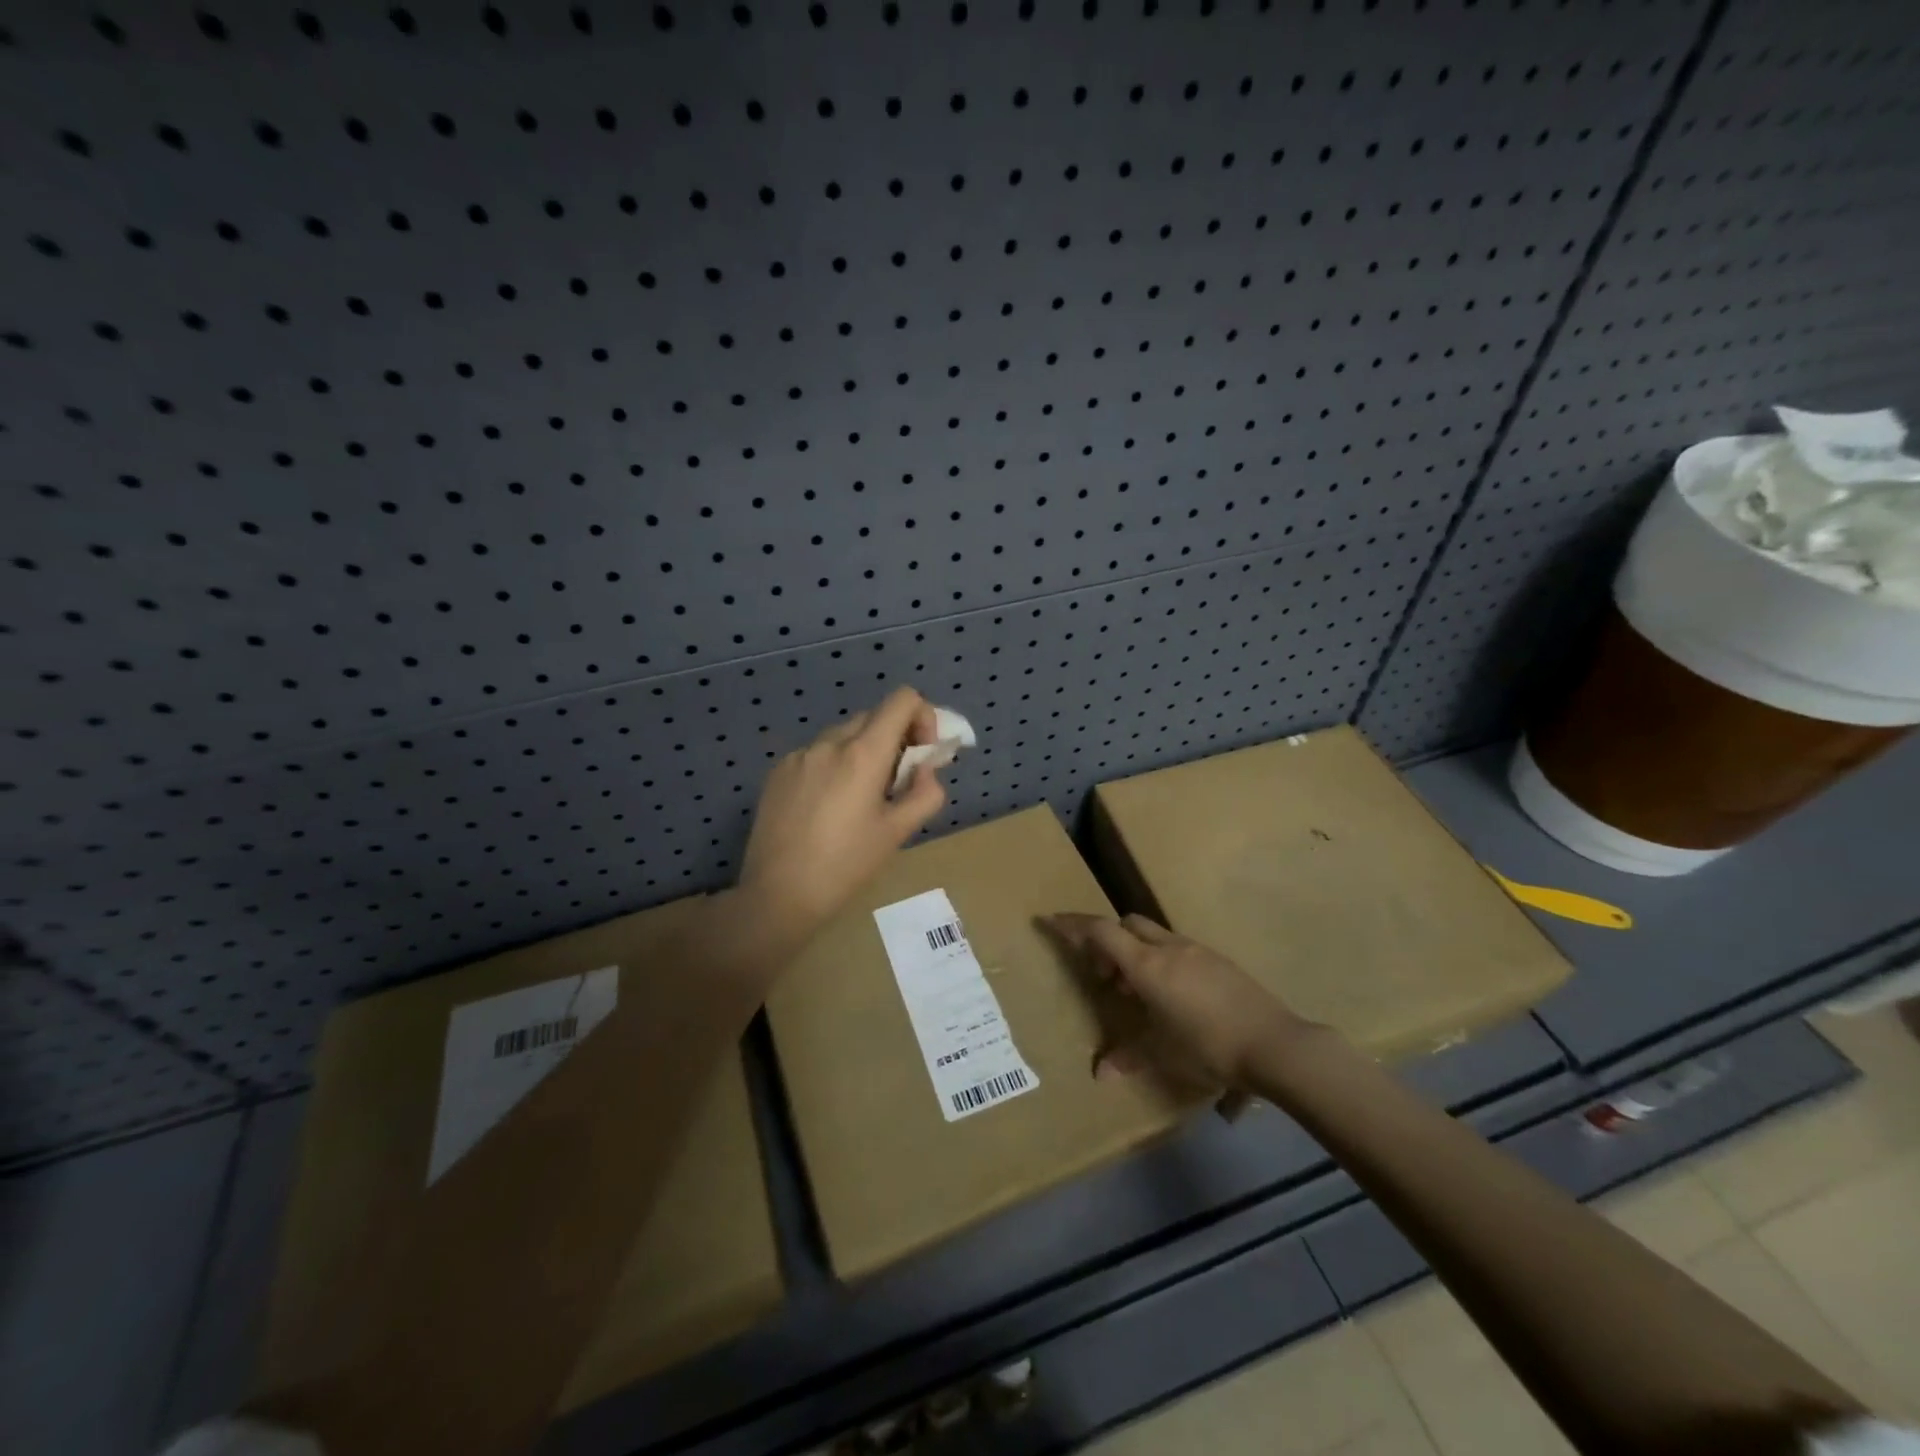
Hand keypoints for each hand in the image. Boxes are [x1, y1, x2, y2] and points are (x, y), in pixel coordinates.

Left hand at [739, 686, 948, 940]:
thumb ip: (925, 793)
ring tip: (858, 801)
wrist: (777, 895)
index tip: (921, 756)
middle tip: (895, 785)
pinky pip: (817, 755)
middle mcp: (829, 742)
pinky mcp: (778, 772)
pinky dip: (833, 767)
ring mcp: (799, 755)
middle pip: (874, 717)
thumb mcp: (897, 833)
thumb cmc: (845, 866)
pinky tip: (826, 809)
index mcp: (863, 753)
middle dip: (894, 741)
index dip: (923, 718)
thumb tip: (925, 770)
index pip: (903, 699)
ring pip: (844, 736)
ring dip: (863, 754)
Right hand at [1042, 913, 1315, 1089]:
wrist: (1274, 1044)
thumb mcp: (1162, 1055)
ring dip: (1136, 952)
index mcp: (1146, 965)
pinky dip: (1162, 960)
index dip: (1073, 924)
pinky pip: (1178, 948)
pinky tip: (1173, 996)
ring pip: (1154, 935)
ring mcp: (1197, 950)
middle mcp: (1168, 948)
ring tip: (1139, 992)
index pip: (1101, 931)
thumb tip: (1100, 1073)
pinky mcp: (1219, 961)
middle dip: (1108, 940)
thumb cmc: (1208, 1046)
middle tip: (1106, 976)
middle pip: (1127, 924)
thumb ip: (1127, 1057)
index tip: (1051, 921)